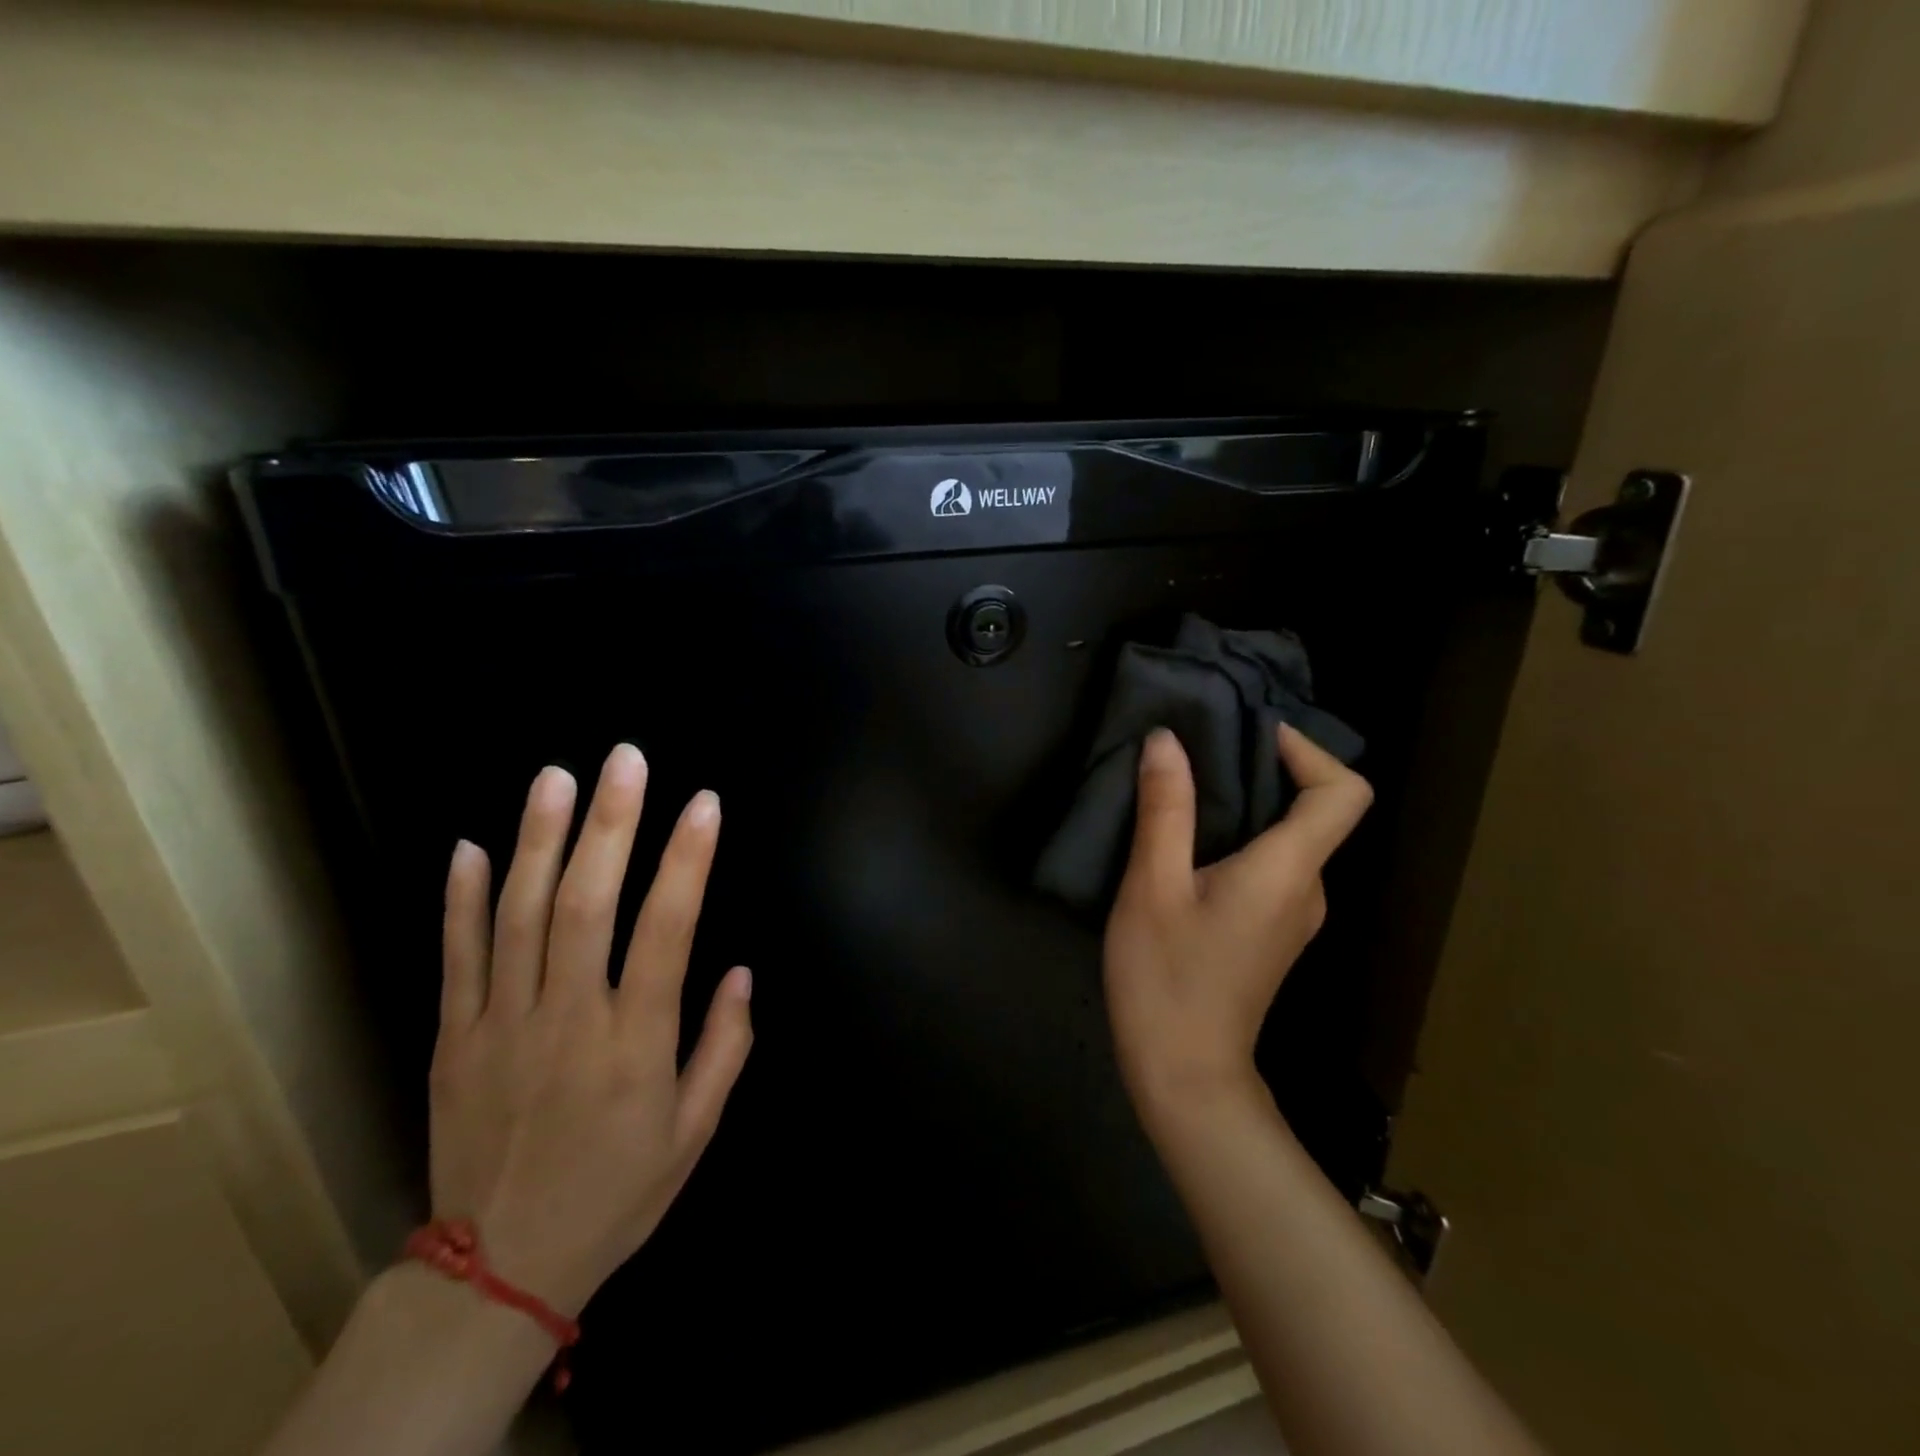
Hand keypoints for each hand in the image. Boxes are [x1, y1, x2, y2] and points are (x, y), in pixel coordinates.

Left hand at [429, 744, 753, 1316]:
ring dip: (539, 840)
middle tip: (625, 760)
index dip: (687, 861)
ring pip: (520, 917)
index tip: (703, 804)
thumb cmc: (616, 1193)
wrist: (498, 1271)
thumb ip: (724, 1047)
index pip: (667, 931)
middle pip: (586, 905)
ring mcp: (502, 1026)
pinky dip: (462, 899)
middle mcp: (568, 1021)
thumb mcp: (695, 1133)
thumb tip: (740, 971)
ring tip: (556, 777)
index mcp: (635, 1045)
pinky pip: (456, 959)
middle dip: (610, 825)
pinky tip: (472, 846)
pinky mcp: (453, 1039)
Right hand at [1104, 724, 1371, 1126]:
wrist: (1185, 1075)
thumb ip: (1165, 810)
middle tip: (1200, 750)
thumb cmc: (1166, 978)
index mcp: (1289, 871)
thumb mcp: (1152, 887)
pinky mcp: (1272, 932)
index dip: (1308, 751)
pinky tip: (1187, 845)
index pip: (1342, 794)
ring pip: (1289, 839)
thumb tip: (1167, 740)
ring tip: (1185, 789)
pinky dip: (1242, 838)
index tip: (1251, 734)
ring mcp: (1294, 916)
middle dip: (1265, 768)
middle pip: (1315, 810)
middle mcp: (1308, 889)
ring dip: (1249, 805)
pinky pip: (1272, 866)